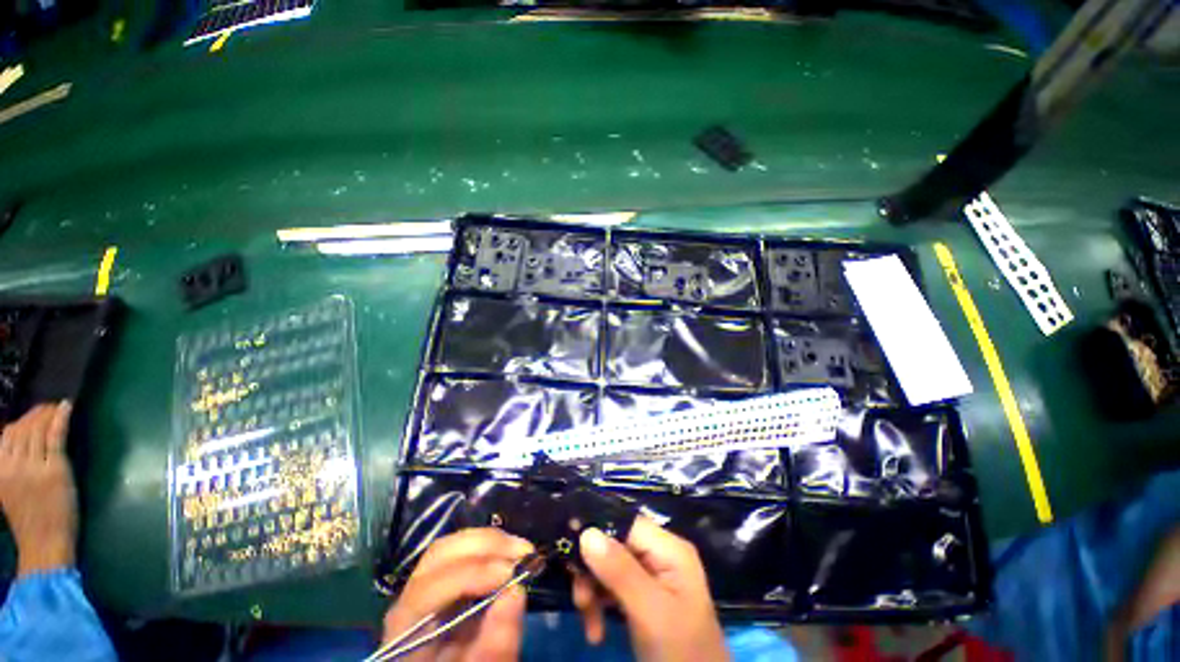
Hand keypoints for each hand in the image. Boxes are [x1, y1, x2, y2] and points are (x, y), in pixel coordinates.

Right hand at [0, 402, 76, 576]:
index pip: (8, 434)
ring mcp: (34, 467)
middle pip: (23, 430)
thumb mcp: (8, 489)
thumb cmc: (30, 519)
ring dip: (47, 415)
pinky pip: (55, 437)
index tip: (33, 413)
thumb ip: (10, 466)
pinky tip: (66, 406)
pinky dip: (60, 418)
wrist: (44, 543)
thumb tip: (17, 442)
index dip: (21, 421)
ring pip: (38, 431)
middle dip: (36, 415)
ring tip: (56, 407)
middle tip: (47, 406)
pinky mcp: (55, 469)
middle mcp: (13, 465)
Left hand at [382, 528, 533, 661]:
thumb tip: (516, 590)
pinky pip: (462, 552)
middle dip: (485, 546)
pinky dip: (489, 547)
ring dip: (491, 542)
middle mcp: (408, 599)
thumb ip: (496, 645)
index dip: (471, 575)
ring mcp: (422, 585)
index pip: (428, 590)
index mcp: (406, 630)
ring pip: (452, 546)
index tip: (512, 574)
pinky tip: (509, 555)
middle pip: (440, 555)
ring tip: (521, 551)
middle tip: (523, 553)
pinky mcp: (441, 579)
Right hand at [574, 518, 729, 661]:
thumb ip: (620, 571)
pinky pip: (613, 587)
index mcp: (669, 548)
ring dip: (593, 591)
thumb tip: (586, 531)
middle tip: (580, 600)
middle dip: (593, 571)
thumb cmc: (680, 650)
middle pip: (615, 545)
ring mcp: (652, 575)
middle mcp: (660, 554)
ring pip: (609, 567)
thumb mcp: (650, 612)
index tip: (569, 549)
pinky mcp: (643, 596)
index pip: (626, 523)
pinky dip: (600, 605)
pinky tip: (595, 629)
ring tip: (588, 621)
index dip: (597, 531)